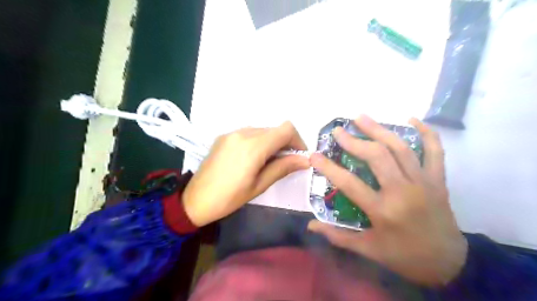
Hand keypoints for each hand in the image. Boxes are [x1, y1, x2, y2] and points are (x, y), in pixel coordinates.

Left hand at [183, 121, 308, 226]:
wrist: (195, 200)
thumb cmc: (229, 198)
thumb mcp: (260, 185)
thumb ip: (283, 167)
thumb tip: (306, 160)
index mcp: (253, 146)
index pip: (286, 129)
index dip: (298, 140)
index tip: (299, 157)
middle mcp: (243, 132)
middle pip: (274, 129)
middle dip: (285, 143)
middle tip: (285, 163)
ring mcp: (232, 133)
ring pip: (262, 130)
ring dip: (272, 142)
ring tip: (268, 162)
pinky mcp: (224, 136)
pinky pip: (249, 133)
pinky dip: (258, 142)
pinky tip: (252, 159)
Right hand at [308, 115, 467, 286]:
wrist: (449, 263)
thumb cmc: (403, 256)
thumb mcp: (368, 250)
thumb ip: (337, 236)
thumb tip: (311, 225)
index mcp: (383, 211)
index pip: (349, 183)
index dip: (328, 168)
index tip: (314, 155)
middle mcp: (403, 191)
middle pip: (377, 157)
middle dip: (354, 141)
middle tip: (338, 130)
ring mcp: (424, 182)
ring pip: (400, 148)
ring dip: (379, 130)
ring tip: (361, 117)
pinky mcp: (438, 179)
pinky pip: (435, 150)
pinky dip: (426, 132)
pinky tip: (411, 119)